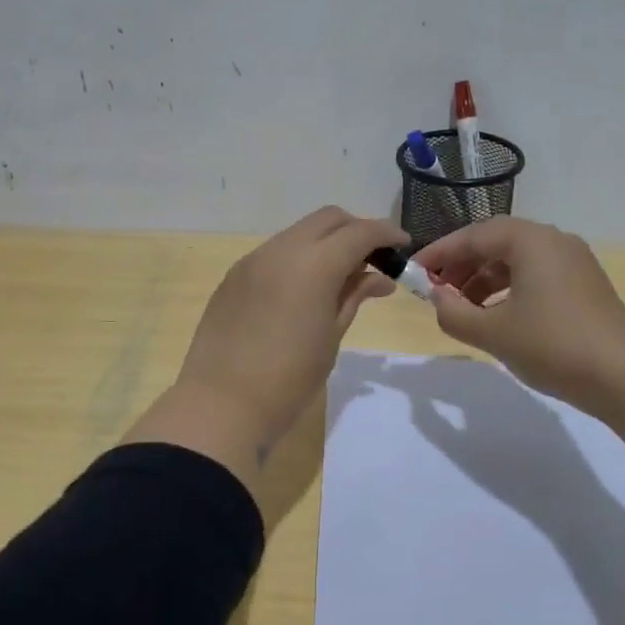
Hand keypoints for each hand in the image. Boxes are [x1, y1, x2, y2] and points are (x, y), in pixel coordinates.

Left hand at [125, 207, 406, 490]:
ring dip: (324, 243)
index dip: (385, 233)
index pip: (359, 232)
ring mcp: (252, 261)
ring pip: (298, 233)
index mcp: (313, 264)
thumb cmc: (289, 379)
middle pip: (327, 219)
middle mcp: (281, 250)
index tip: (403, 246)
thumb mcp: (331, 337)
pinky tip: (303, 289)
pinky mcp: (233, 277)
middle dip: (355, 230)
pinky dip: (297, 258)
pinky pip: (274, 253)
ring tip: (339, 276)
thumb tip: (379, 277)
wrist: (221, 405)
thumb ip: (354, 297)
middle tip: (372, 259)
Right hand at [414, 217, 624, 419]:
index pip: (474, 235)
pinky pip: (535, 276)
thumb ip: (453, 313)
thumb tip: (437, 299)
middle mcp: (554, 241)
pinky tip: (496, 317)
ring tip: (461, 309)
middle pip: (496, 243)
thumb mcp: (492, 333)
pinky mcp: (584, 286)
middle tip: (435, 291)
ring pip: (516, 261)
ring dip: (483, 280)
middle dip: (461, 266)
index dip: (439, 254)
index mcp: (531, 240)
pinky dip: (508, 290)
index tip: (413, 273)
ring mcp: (574, 263)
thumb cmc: (553, 346)